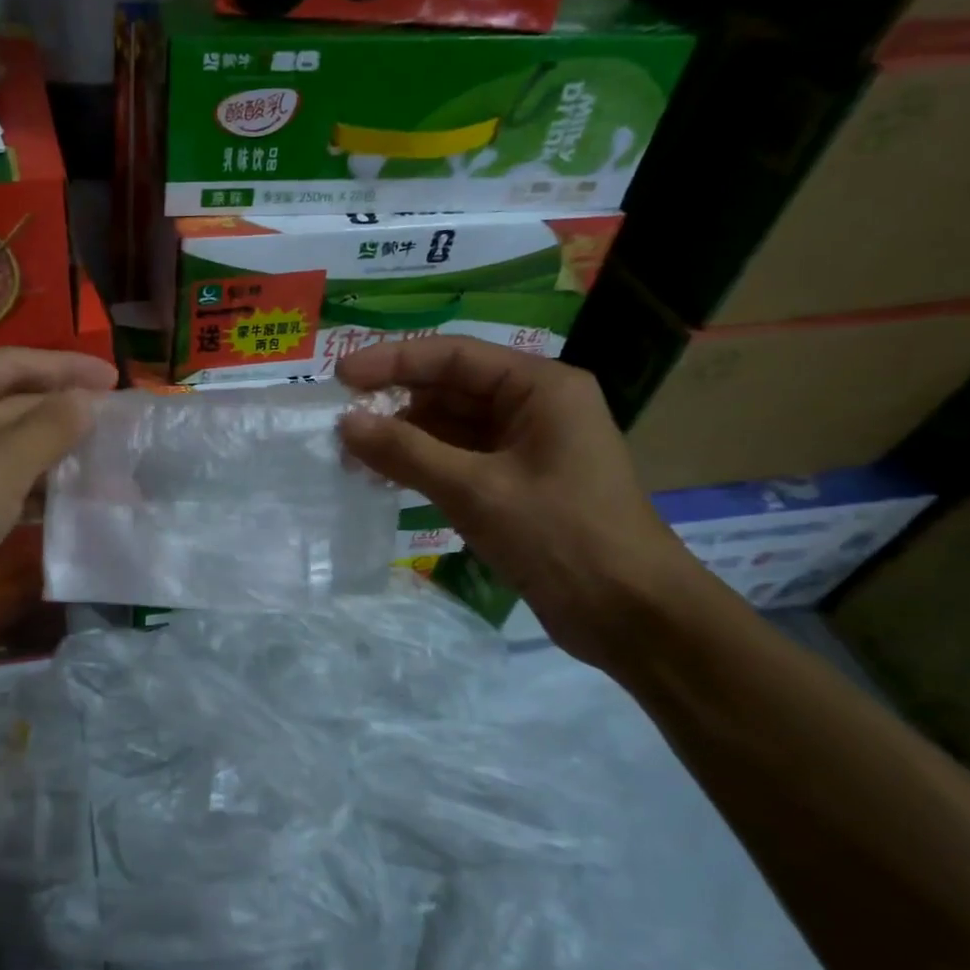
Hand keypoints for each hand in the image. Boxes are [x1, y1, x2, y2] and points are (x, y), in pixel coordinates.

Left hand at [0, 347, 116, 666]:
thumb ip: (49, 429)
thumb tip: (87, 401)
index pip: (9, 364)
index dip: (65, 369)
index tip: (115, 378)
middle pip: (8, 404)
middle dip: (62, 415)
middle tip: (119, 423)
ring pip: (3, 448)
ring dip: (52, 455)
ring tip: (107, 460)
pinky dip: (30, 488)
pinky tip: (70, 497)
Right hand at [336, 336, 702, 667]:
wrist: (630, 614)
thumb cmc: (561, 536)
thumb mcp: (476, 490)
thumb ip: (407, 452)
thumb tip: (345, 423)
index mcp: (541, 387)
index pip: (454, 356)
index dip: (392, 361)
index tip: (339, 378)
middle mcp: (534, 407)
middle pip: (450, 388)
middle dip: (394, 404)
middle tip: (339, 423)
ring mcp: (524, 448)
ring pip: (449, 427)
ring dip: (402, 438)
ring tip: (350, 456)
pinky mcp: (515, 485)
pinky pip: (457, 460)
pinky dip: (420, 466)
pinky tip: (382, 478)